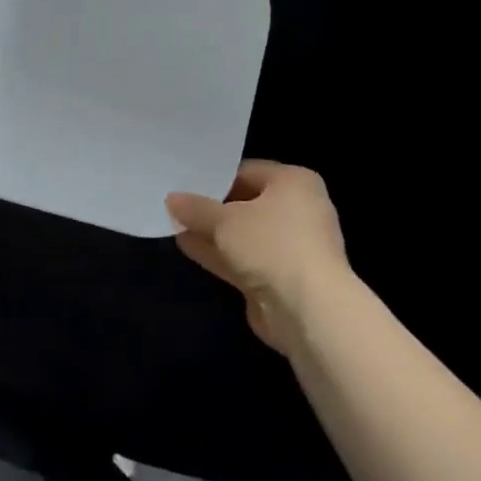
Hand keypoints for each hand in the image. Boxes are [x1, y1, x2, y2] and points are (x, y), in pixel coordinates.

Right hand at [166, 162, 353, 355]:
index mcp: (295, 183)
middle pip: (246, 203)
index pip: (248, 171)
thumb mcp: (225, 220)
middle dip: (211, 207)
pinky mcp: (280, 277)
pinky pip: (244, 258)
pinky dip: (219, 253)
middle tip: (174, 202)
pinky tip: (186, 246)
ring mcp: (290, 247)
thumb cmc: (271, 245)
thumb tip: (172, 199)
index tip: (183, 181)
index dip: (215, 177)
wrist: (308, 309)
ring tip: (173, 224)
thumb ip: (196, 208)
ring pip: (243, 234)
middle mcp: (298, 210)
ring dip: (211, 232)